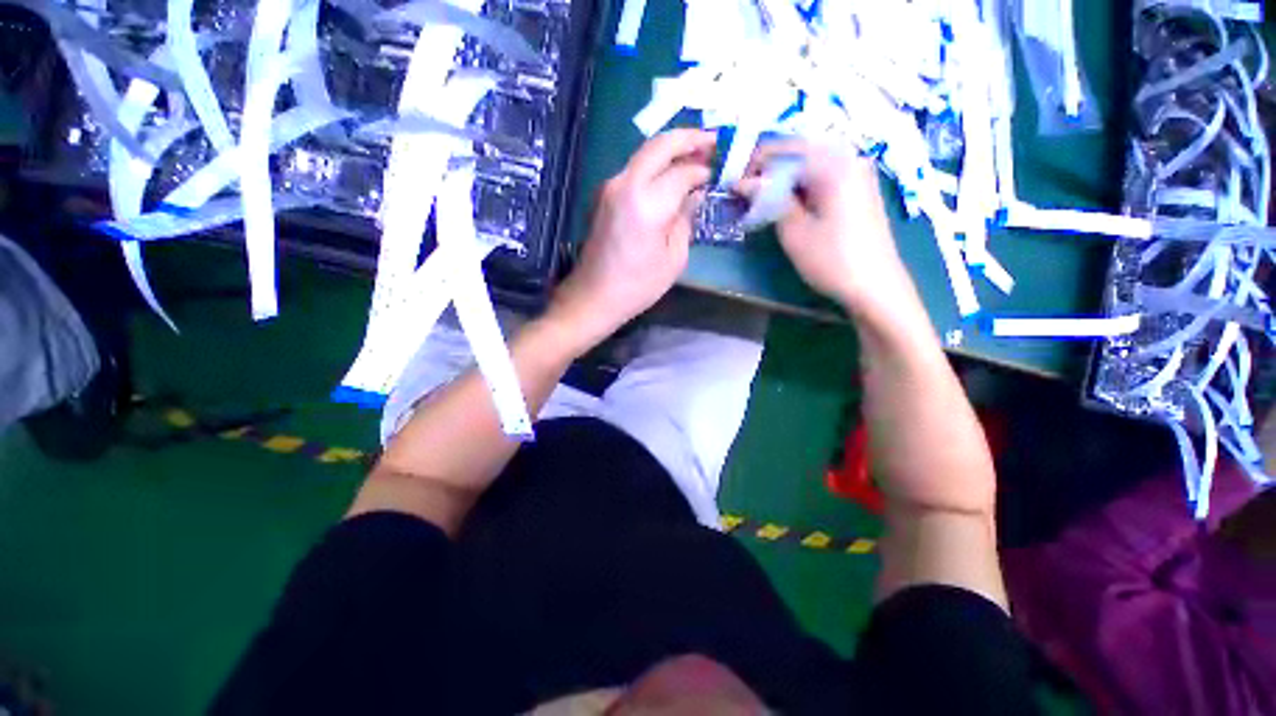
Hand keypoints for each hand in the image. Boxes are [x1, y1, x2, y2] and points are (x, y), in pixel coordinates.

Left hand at [548, 129, 714, 349]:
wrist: (594, 296)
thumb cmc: (638, 286)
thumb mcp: (673, 258)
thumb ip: (685, 219)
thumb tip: (694, 195)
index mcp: (647, 202)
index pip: (682, 171)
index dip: (702, 170)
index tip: (717, 173)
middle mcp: (625, 184)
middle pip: (660, 145)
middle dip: (689, 139)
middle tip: (711, 143)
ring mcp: (609, 187)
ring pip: (644, 154)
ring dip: (670, 152)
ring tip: (694, 158)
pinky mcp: (603, 196)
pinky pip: (634, 171)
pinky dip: (654, 167)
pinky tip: (669, 178)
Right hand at [737, 141, 920, 326]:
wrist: (876, 286)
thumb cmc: (831, 259)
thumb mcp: (794, 231)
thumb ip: (770, 200)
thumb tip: (747, 182)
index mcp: (833, 164)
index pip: (786, 148)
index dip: (757, 162)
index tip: (736, 181)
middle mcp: (849, 159)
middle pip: (801, 151)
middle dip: (771, 167)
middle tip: (748, 188)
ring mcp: (858, 174)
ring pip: (812, 164)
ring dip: (786, 177)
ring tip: (764, 196)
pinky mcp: (860, 190)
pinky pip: (825, 175)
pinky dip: (803, 184)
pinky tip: (790, 200)